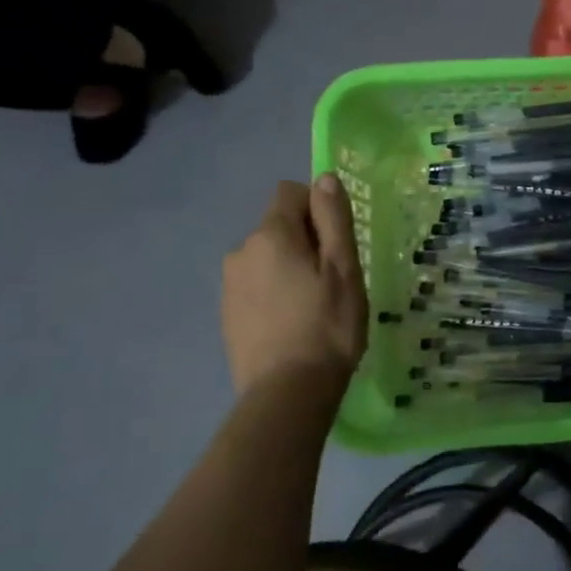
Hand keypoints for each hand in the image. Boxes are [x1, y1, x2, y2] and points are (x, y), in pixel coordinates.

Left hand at [222, 176, 367, 393]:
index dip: (318, 209)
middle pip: (277, 227)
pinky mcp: (227, 313)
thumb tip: (323, 178)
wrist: (287, 391)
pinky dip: (274, 293)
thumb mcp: (343, 268)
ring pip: (266, 258)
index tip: (337, 244)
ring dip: (288, 268)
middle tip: (332, 280)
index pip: (290, 193)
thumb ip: (333, 219)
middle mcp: (241, 251)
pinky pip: (256, 286)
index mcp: (271, 235)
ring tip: (313, 306)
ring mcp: (229, 284)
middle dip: (304, 241)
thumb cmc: (327, 325)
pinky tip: (292, 324)